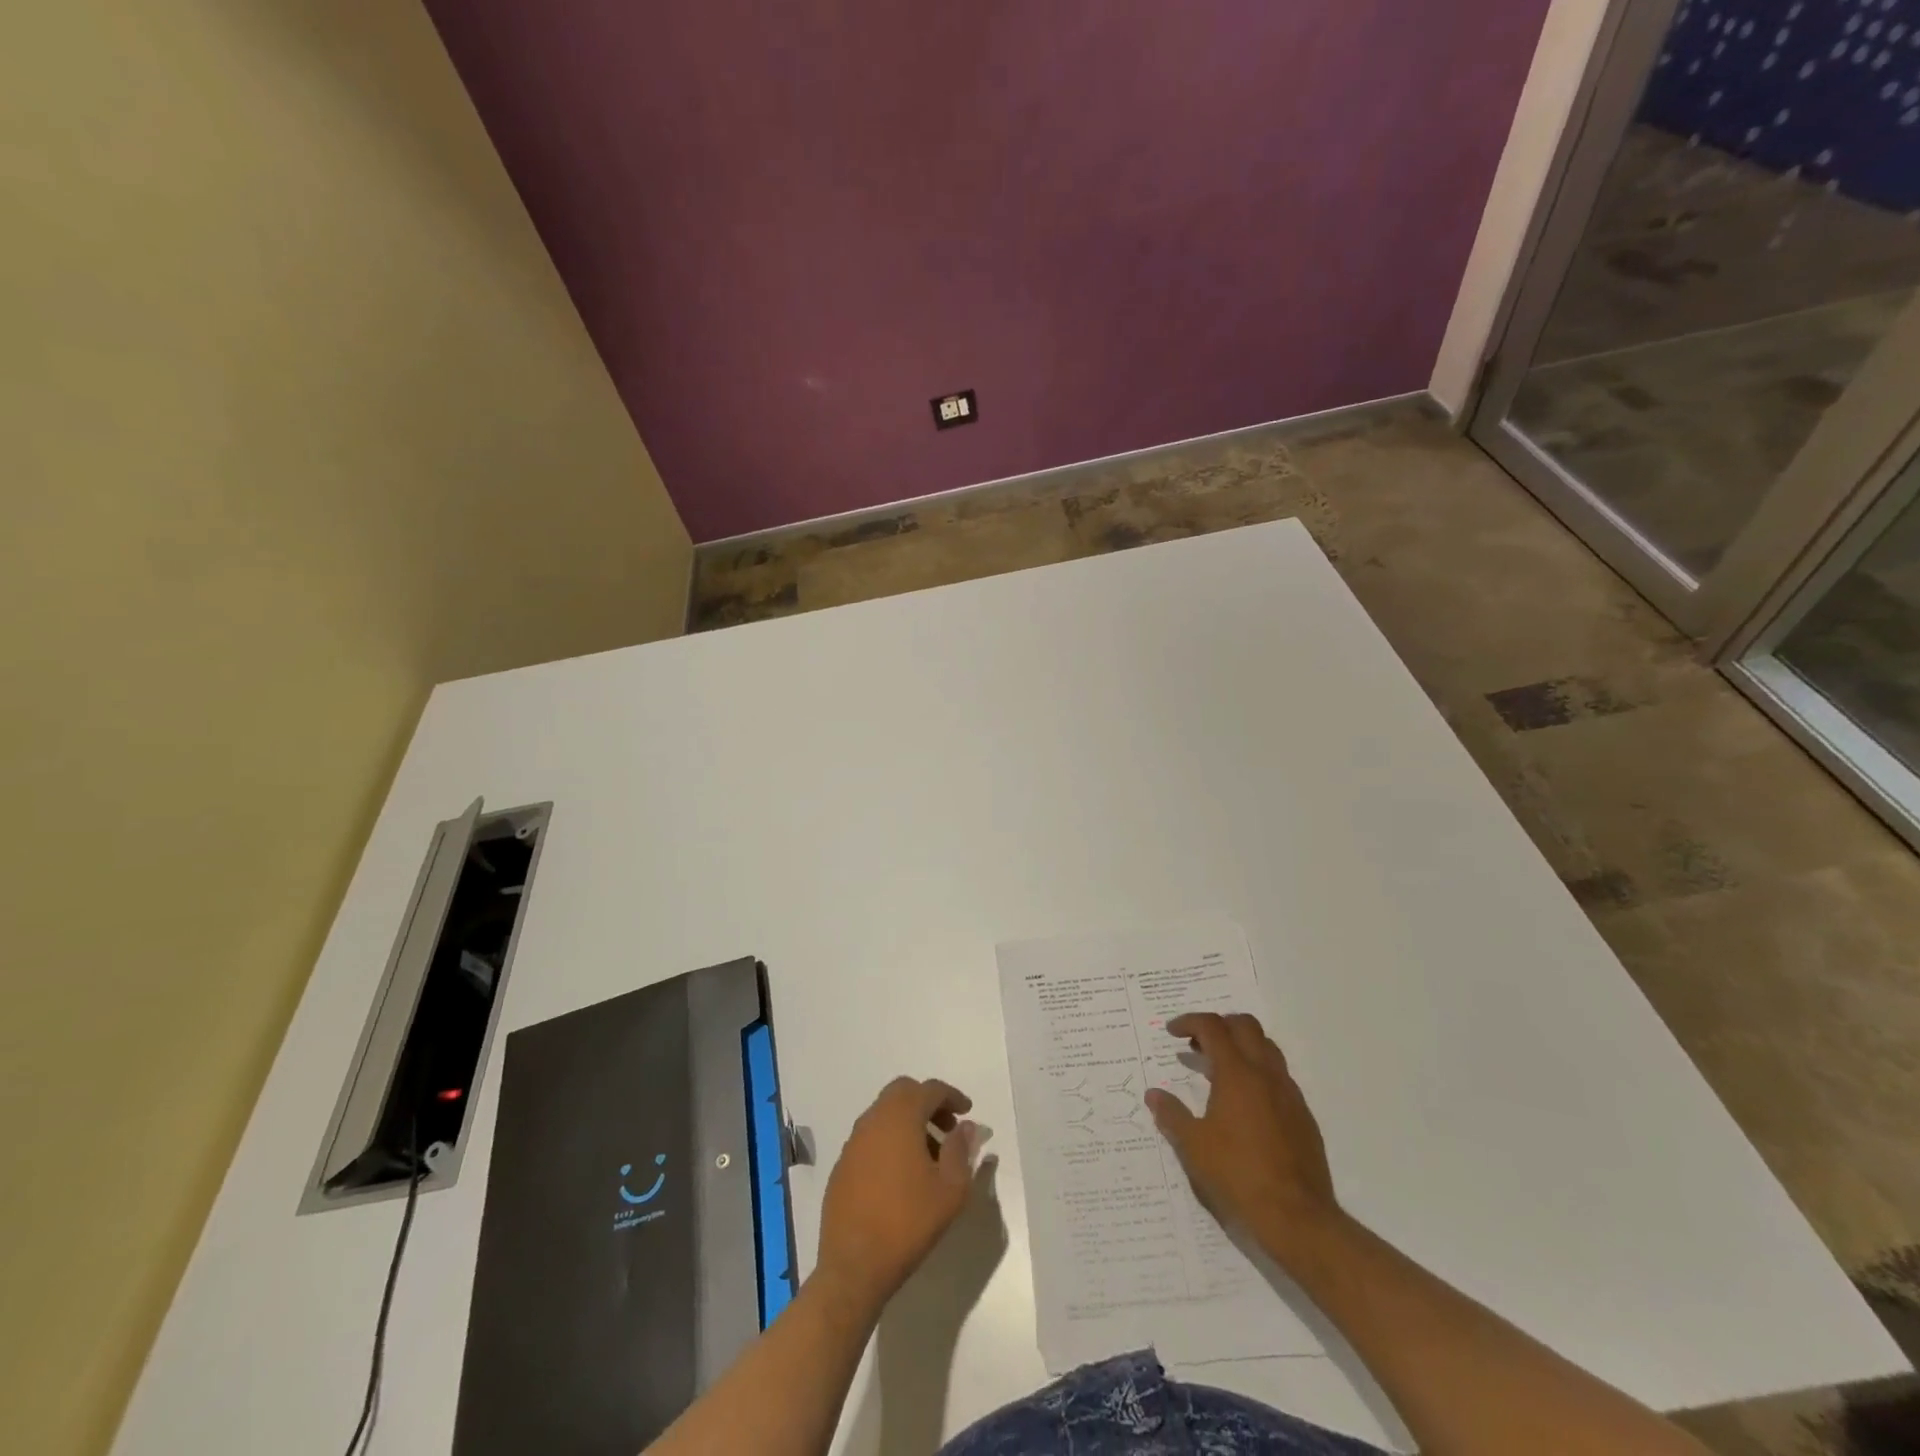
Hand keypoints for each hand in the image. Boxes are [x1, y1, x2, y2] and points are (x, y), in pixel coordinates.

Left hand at [815, 1077, 980, 1311]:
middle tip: (948, 1128)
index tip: (967, 1112)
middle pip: (903, 1093)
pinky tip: (901, 1174)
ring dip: (908, 1121)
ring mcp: (853, 1142)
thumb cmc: (908, 1223)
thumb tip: (965, 1127)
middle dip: (928, 1103)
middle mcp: (873, 1120)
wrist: (854, 1266)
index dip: (952, 1096)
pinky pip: (871, 1137)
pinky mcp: (842, 1164)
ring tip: (929, 1155)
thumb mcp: (950, 1190)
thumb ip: (961, 1151)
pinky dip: (890, 1140)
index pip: (929, 1089)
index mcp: (900, 1117)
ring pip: (885, 1113)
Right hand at [1145, 1012, 1342, 1265]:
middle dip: (1219, 1025)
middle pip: (1245, 1025)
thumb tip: (1153, 1095)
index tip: (1172, 1032)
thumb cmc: (1238, 1175)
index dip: (1189, 1022)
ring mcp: (1289, 1094)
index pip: (1213, 1027)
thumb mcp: (1193, 1146)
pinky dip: (1258, 1073)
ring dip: (1241, 1046)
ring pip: (1267, 1048)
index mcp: (1237, 1074)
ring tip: (1219, 1070)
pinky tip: (1244, 1104)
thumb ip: (1171, 1114)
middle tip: (1197, 1044)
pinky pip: (1280, 1077)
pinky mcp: (1304, 1116)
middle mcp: (1266, 1074)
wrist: (1298, 1218)